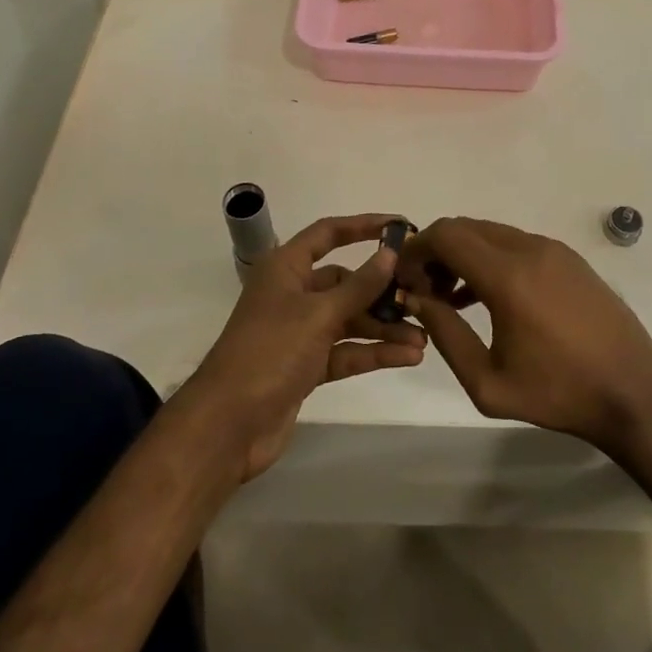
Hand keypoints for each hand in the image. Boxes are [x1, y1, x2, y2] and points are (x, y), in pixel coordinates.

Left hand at [182, 214, 425, 480]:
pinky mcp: (307, 366)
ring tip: (423, 337)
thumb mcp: (318, 314)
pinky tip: (408, 357)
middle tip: (421, 296)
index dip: (363, 226)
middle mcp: (293, 294)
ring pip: (349, 320)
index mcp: (285, 268)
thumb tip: (390, 253)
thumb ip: (358, 286)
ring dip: (383, 327)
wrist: (228, 425)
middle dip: (381, 291)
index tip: (401, 226)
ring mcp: (299, 332)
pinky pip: (346, 351)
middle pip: (345, 282)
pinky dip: (373, 353)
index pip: (328, 234)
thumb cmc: (270, 352)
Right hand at [397, 217, 651, 454]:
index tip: (404, 279)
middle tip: (424, 290)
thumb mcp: (488, 382)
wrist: (635, 393)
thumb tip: (416, 300)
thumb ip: (446, 334)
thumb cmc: (559, 394)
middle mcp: (529, 249)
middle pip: (466, 228)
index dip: (416, 250)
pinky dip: (491, 258)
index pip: (446, 236)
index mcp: (508, 276)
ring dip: (463, 254)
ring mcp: (553, 249)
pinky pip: (516, 244)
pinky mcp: (570, 258)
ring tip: (451, 298)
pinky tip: (487, 297)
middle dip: (436, 251)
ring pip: (491, 233)